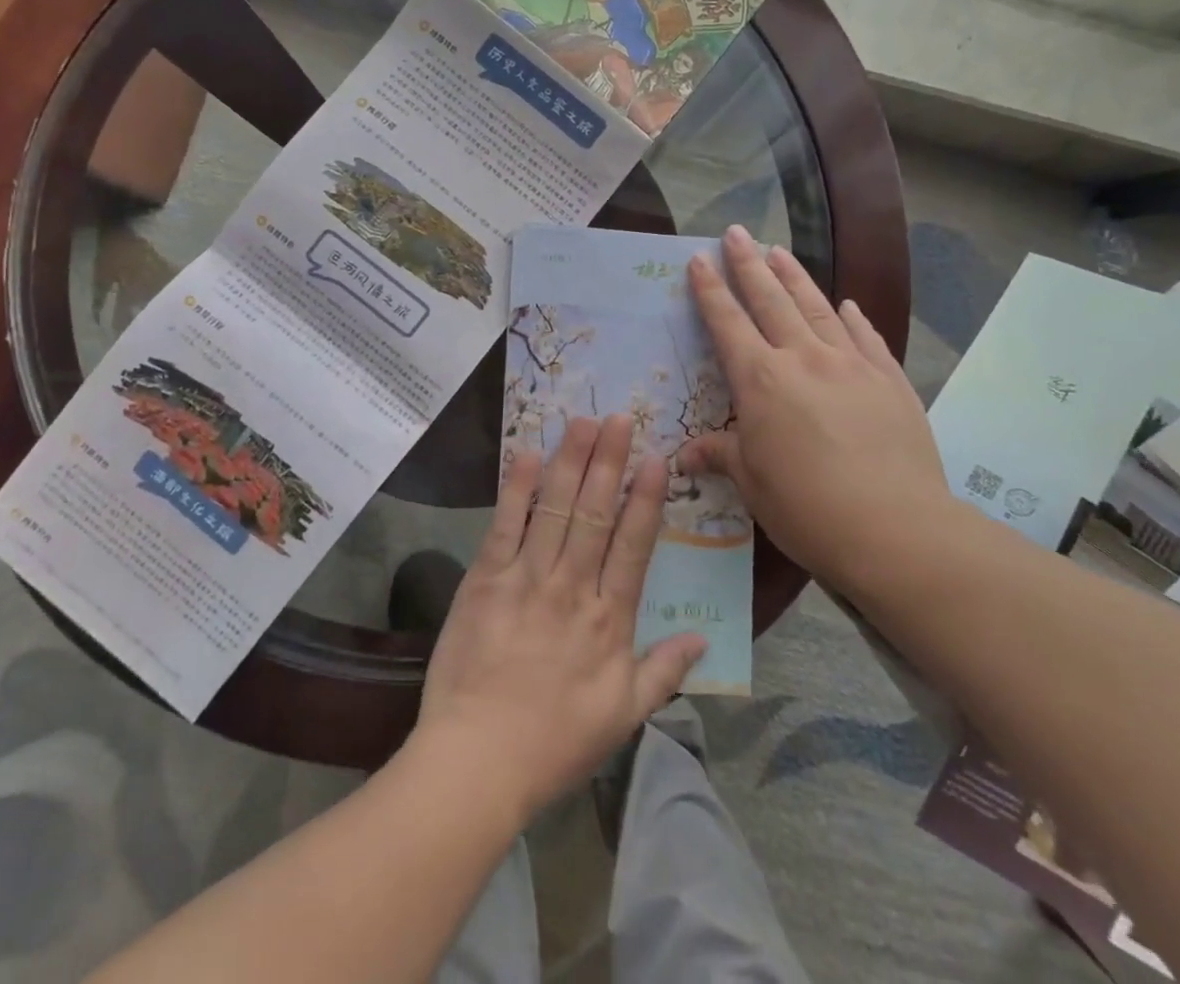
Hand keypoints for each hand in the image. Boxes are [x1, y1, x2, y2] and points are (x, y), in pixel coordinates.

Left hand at [410, 416, 706, 824]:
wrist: (477, 762)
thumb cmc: (554, 743)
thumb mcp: (623, 717)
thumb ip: (664, 672)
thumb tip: (702, 639)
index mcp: (609, 619)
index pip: (633, 546)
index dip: (645, 499)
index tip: (655, 458)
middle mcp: (572, 588)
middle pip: (595, 513)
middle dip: (609, 461)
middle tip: (620, 417)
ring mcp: (526, 579)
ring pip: (555, 508)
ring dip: (571, 461)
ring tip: (583, 421)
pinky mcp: (485, 579)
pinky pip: (505, 525)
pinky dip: (517, 488)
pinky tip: (528, 454)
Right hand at [679, 226, 949, 595]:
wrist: (896, 530)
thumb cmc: (807, 508)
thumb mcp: (752, 483)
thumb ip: (720, 455)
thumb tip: (684, 456)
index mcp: (761, 381)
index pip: (727, 323)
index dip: (710, 290)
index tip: (699, 259)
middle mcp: (804, 359)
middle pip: (771, 300)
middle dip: (749, 264)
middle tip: (737, 232)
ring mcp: (851, 365)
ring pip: (817, 307)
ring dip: (795, 277)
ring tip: (779, 250)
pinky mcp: (890, 380)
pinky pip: (866, 337)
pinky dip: (852, 317)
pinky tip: (846, 304)